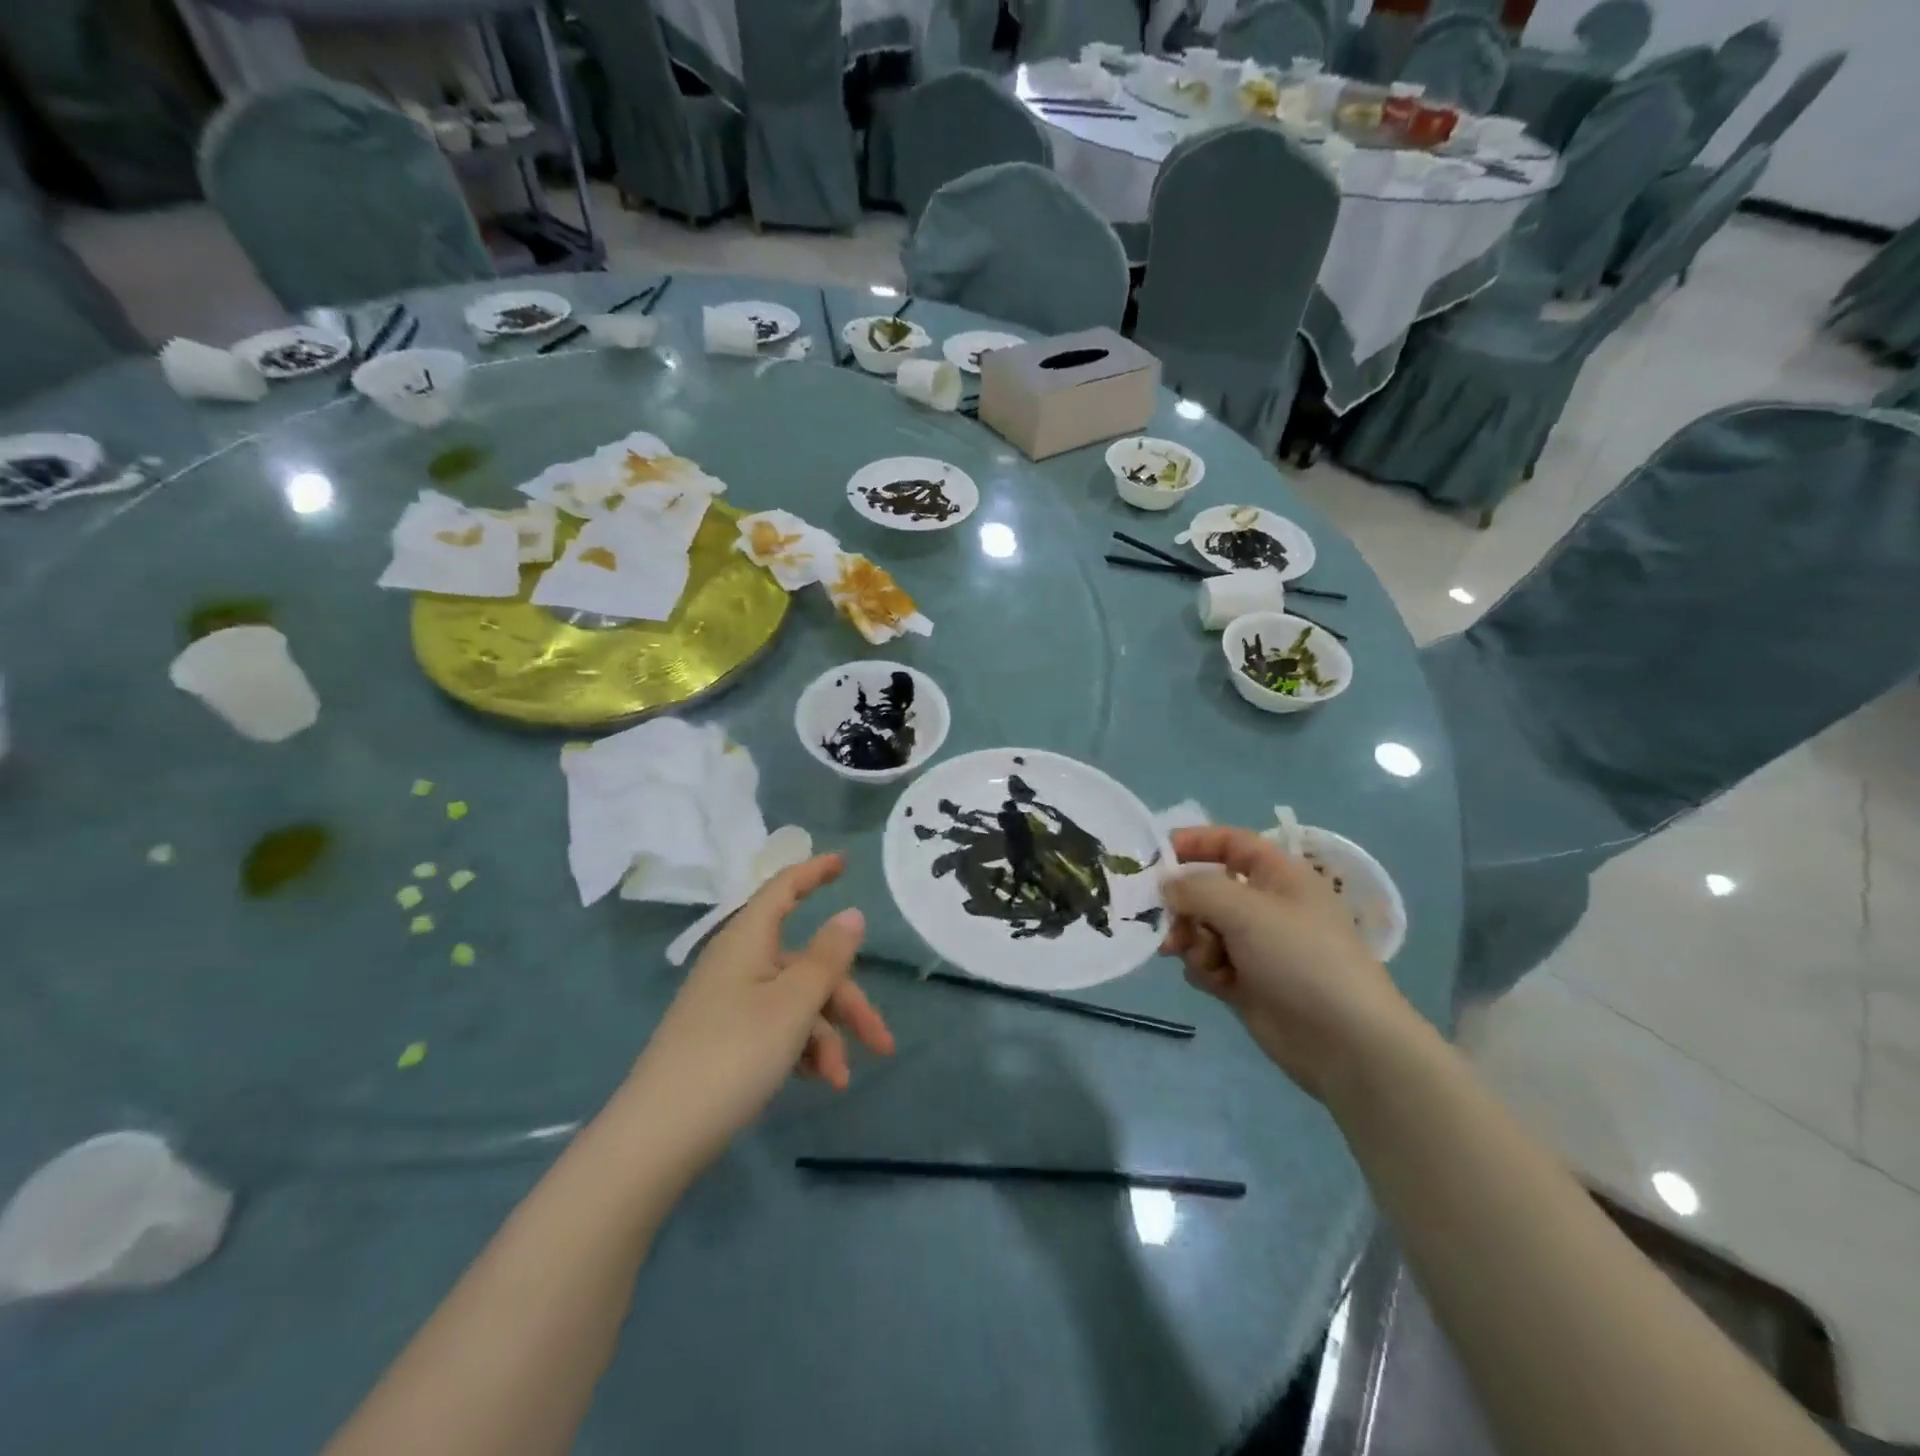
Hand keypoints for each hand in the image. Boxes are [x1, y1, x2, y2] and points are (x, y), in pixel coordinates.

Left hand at [628, 853, 894, 1169]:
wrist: (659, 1136)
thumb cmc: (733, 1054)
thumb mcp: (793, 1004)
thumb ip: (828, 957)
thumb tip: (852, 913)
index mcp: (748, 941)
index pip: (784, 889)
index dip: (814, 872)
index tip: (845, 863)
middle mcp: (739, 964)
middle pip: (806, 963)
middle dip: (847, 1001)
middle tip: (881, 1042)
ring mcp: (730, 1002)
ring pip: (797, 1001)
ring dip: (827, 1035)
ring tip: (840, 1079)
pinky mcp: (726, 1039)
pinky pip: (777, 1027)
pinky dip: (802, 1048)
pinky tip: (817, 1081)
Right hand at [1161, 827, 1414, 1100]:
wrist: (1344, 1041)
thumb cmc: (1300, 958)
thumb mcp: (1245, 909)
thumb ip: (1196, 889)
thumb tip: (1166, 886)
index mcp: (1278, 875)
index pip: (1231, 843)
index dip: (1195, 842)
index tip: (1156, 855)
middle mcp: (1266, 905)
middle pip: (1207, 888)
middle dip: (1184, 904)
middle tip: (1166, 920)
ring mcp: (1256, 946)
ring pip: (1201, 927)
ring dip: (1192, 940)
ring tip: (1200, 958)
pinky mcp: (1246, 981)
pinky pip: (1207, 961)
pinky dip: (1205, 968)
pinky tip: (1217, 983)